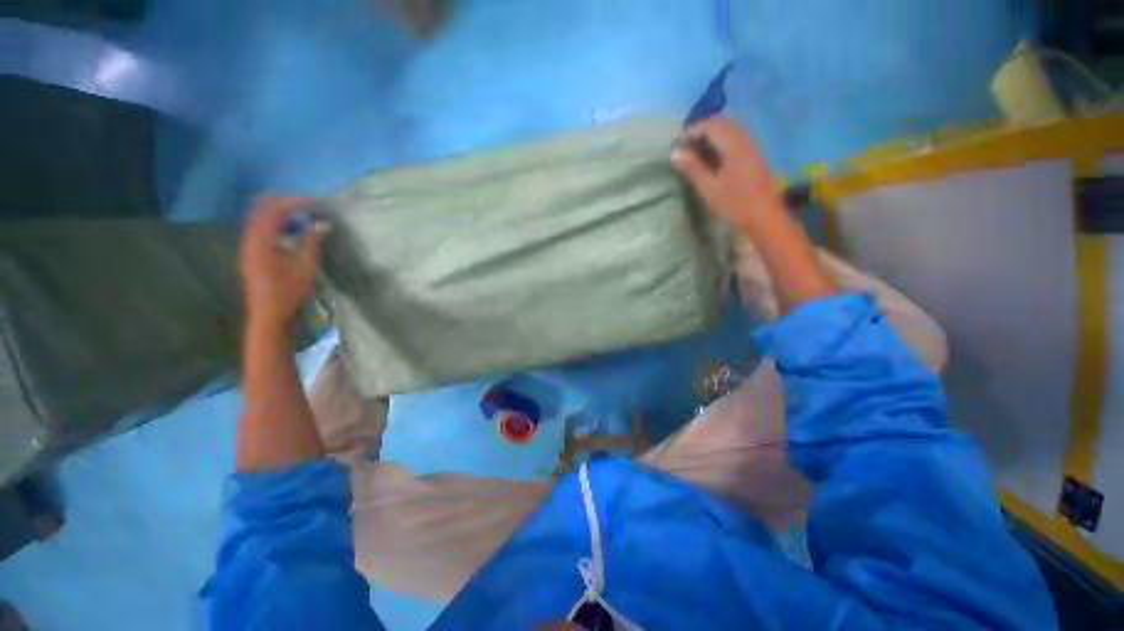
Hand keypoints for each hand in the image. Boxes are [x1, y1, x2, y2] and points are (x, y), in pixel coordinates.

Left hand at [239, 197, 328, 336]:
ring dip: (279, 212)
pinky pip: (260, 230)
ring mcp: (249, 248)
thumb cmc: (288, 295)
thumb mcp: (304, 270)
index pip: (274, 212)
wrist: (269, 317)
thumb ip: (311, 244)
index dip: (294, 203)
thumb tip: (322, 224)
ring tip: (301, 213)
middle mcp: (250, 242)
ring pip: (259, 219)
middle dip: (284, 203)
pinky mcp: (252, 255)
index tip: (316, 203)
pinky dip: (275, 223)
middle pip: (261, 211)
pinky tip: (290, 229)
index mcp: (261, 244)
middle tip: (307, 203)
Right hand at [671, 117, 784, 231]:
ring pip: (731, 130)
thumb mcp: (709, 189)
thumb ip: (693, 168)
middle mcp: (746, 141)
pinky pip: (736, 139)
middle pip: (723, 124)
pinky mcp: (755, 157)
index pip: (712, 126)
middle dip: (702, 130)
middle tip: (685, 146)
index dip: (693, 131)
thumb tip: (675, 152)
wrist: (765, 219)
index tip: (677, 144)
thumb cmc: (735, 206)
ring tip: (695, 152)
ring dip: (712, 136)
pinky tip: (712, 158)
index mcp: (735, 147)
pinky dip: (721, 142)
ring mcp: (752, 148)